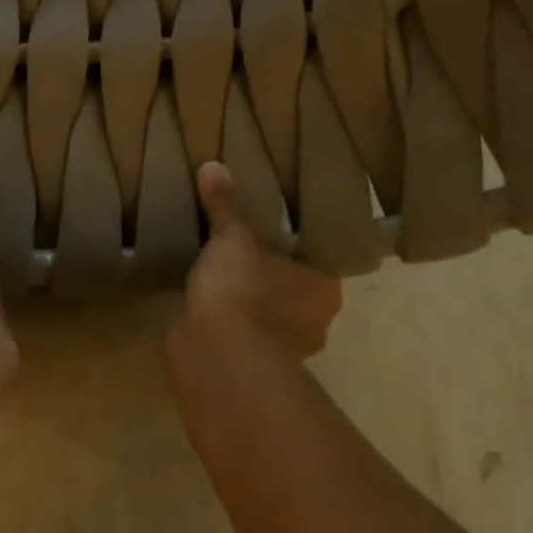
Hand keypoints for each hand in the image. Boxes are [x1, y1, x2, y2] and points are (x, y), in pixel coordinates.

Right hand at [171, 161, 341, 361]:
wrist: (215, 353)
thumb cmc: (242, 290)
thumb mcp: (232, 238)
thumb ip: (225, 207)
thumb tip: (212, 165)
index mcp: (324, 289)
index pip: (316, 261)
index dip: (294, 247)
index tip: (271, 233)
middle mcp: (314, 322)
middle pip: (293, 290)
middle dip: (270, 276)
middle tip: (242, 249)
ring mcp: (283, 350)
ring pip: (268, 317)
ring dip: (249, 303)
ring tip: (220, 275)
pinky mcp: (250, 366)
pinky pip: (242, 335)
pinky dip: (229, 323)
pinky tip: (207, 305)